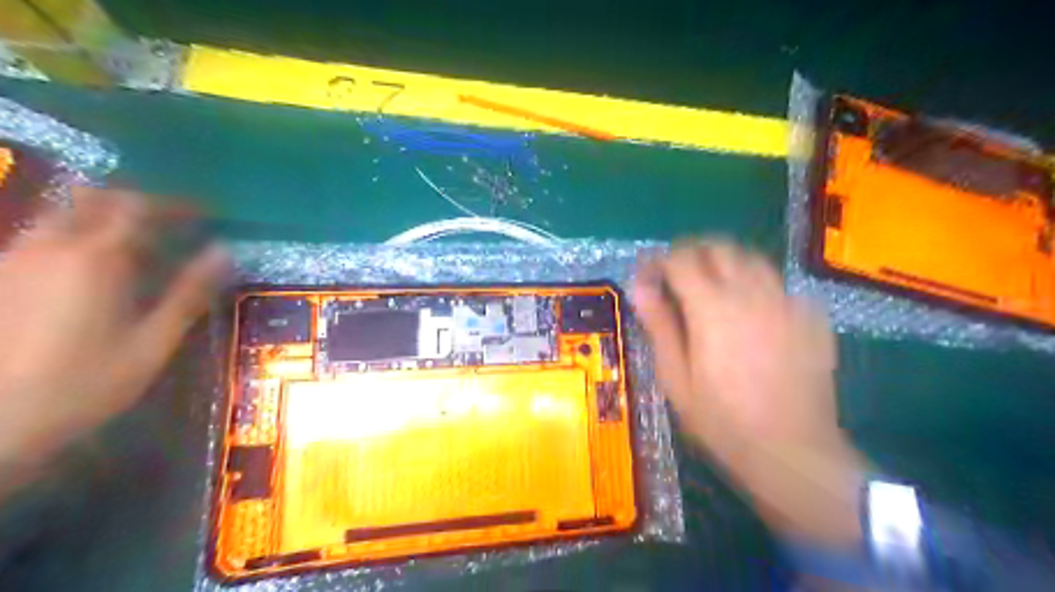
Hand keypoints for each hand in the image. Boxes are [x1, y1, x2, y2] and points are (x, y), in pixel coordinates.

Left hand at [0, 187, 229, 497]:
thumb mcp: (154, 341)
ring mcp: (15, 259)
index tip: (205, 214)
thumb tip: (224, 252)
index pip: (139, 208)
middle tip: (170, 224)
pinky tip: (93, 269)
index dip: (176, 205)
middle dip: (137, 204)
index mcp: (97, 259)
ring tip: (137, 247)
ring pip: (63, 215)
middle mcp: (51, 247)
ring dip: (105, 219)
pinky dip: (78, 237)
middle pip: (94, 200)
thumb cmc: (87, 382)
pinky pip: (43, 237)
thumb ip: (189, 292)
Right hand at [634, 241, 863, 550]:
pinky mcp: (810, 315)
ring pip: (752, 258)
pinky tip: (751, 310)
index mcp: (712, 307)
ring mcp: (786, 301)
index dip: (659, 261)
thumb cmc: (721, 419)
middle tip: (677, 275)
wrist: (790, 450)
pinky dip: (756, 283)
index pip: (681, 259)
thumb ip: (658, 324)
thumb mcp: (675, 376)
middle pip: (719, 247)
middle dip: (692, 252)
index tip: (648, 276)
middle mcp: (751, 293)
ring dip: (725, 262)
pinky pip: (778, 282)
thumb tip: (640, 285)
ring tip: (712, 286)